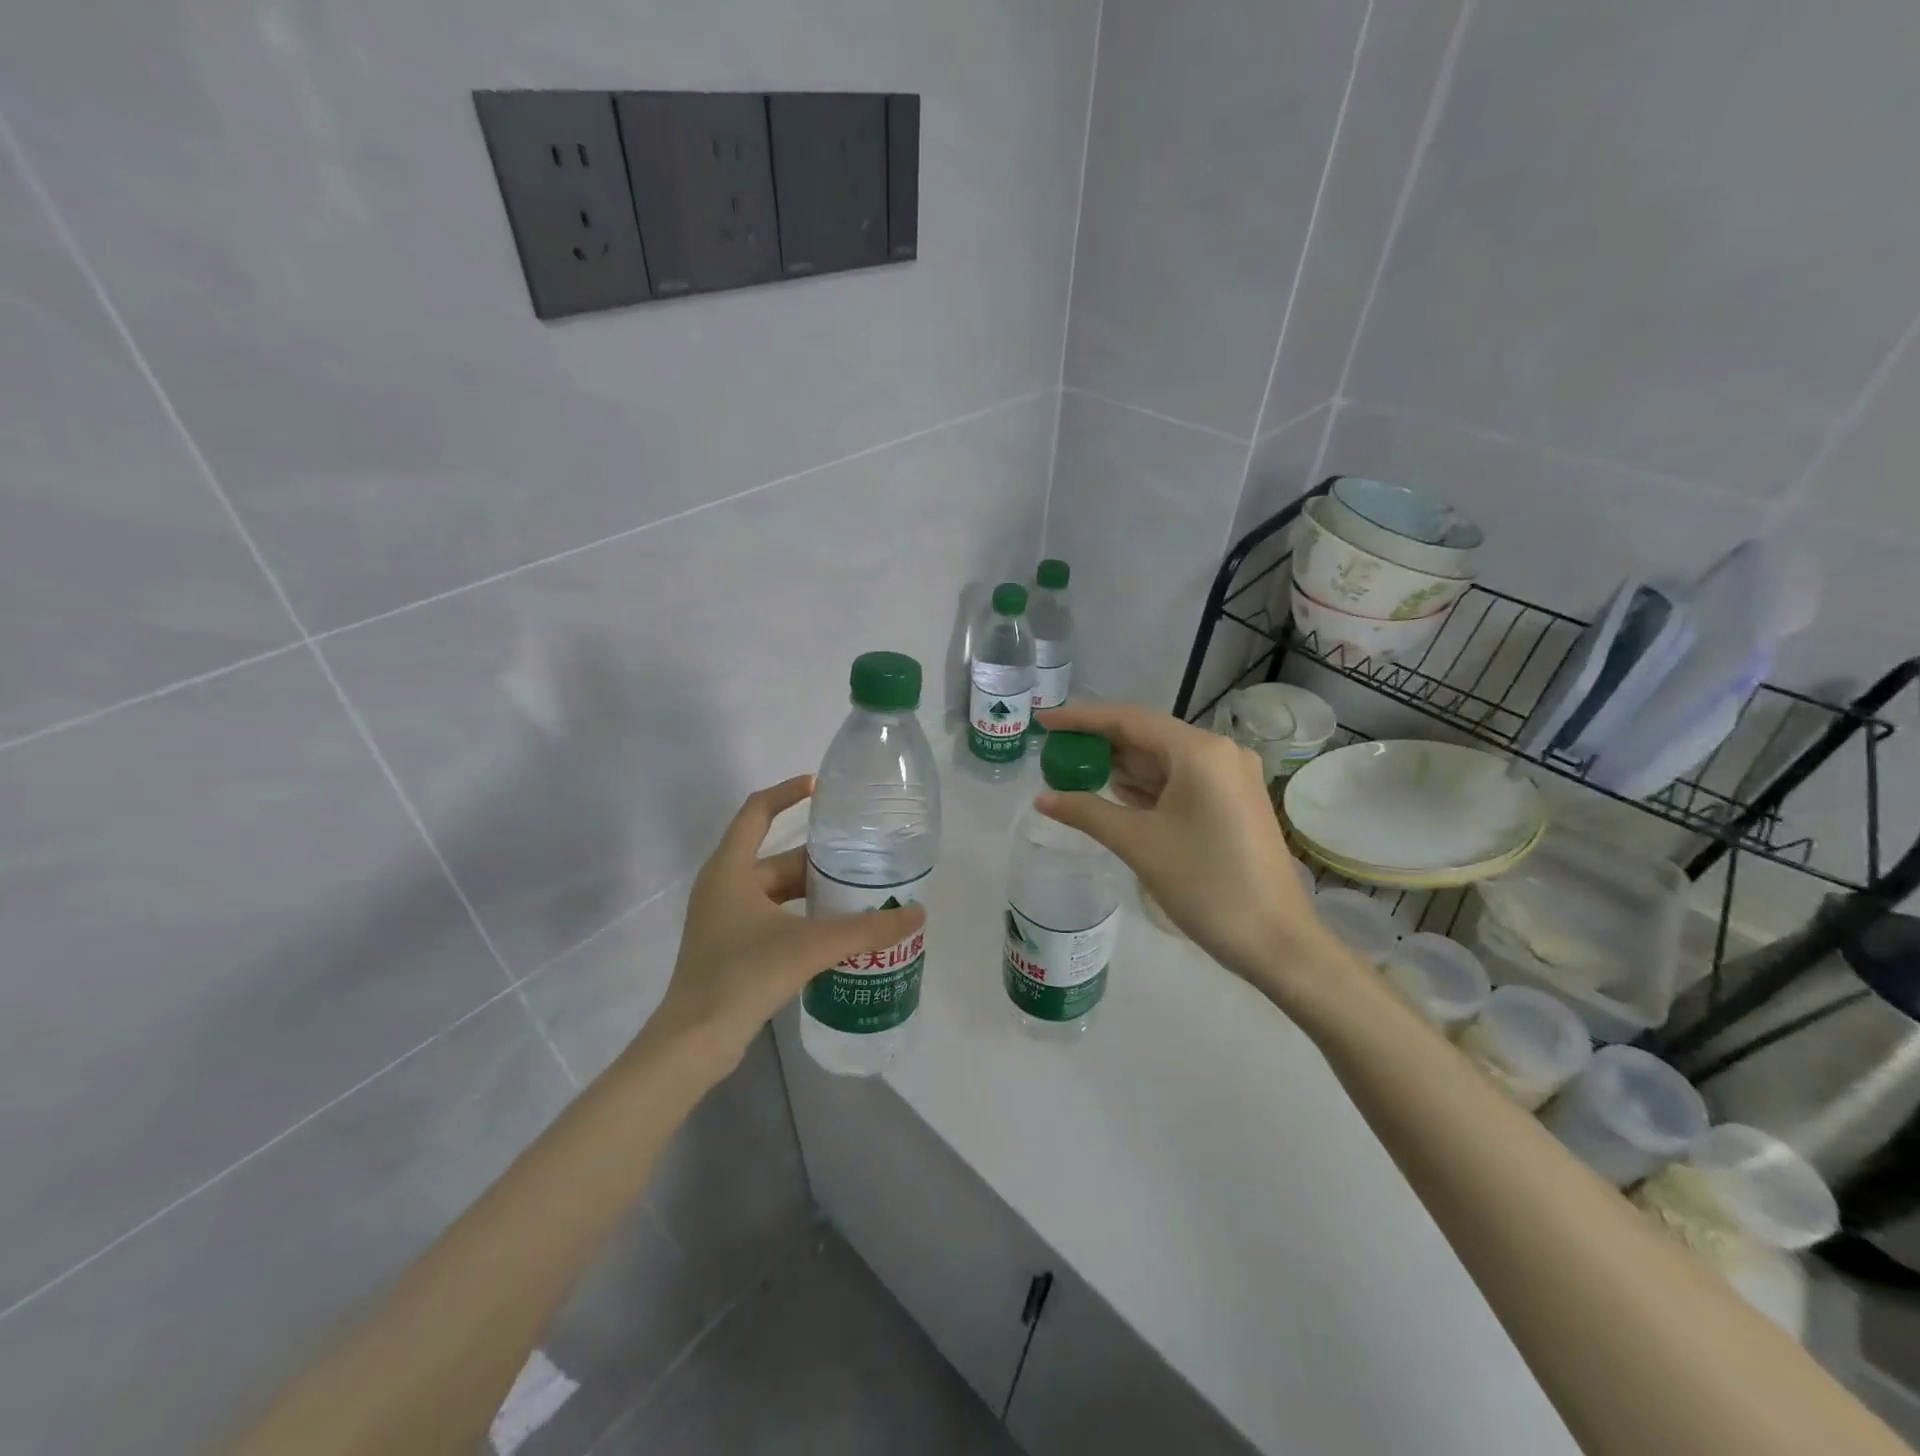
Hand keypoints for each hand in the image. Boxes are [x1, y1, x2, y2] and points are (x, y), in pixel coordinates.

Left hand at [639, 776, 925, 1076]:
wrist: (694, 1042)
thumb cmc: (743, 976)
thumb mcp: (810, 946)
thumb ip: (865, 929)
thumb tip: (917, 913)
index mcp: (730, 869)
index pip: (757, 810)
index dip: (788, 792)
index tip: (823, 787)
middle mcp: (723, 886)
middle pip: (776, 857)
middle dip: (819, 857)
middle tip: (863, 855)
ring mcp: (724, 918)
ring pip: (776, 890)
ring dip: (813, 889)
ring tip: (858, 890)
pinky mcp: (730, 946)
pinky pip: (773, 916)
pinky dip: (802, 915)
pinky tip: (834, 929)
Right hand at [1033, 704, 1347, 1001]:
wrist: (1276, 941)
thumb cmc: (1206, 885)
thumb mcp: (1138, 844)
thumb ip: (1086, 812)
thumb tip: (1042, 799)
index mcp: (1200, 751)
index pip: (1129, 720)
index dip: (1081, 718)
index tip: (1043, 721)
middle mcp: (1219, 753)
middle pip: (1147, 736)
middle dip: (1100, 744)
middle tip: (1053, 752)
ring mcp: (1230, 778)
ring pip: (1163, 760)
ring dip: (1121, 766)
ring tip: (1073, 770)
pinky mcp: (1232, 802)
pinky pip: (1180, 781)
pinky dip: (1145, 786)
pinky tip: (1113, 793)